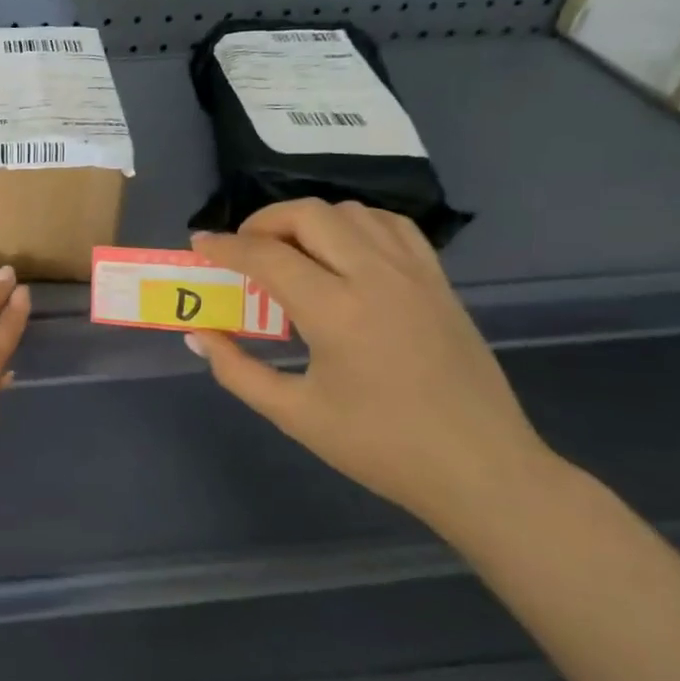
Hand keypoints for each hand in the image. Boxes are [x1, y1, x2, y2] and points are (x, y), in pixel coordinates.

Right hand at [186, 199, 555, 524]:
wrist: (480, 469)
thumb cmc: (380, 447)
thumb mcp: (294, 414)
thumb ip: (237, 370)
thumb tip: (199, 337)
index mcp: (335, 311)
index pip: (266, 256)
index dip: (224, 247)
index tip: (198, 244)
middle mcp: (375, 277)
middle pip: (309, 215)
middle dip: (263, 222)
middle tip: (242, 249)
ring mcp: (414, 274)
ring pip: (351, 211)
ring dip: (308, 220)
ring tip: (288, 250)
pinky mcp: (438, 281)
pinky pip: (391, 226)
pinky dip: (355, 224)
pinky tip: (341, 252)